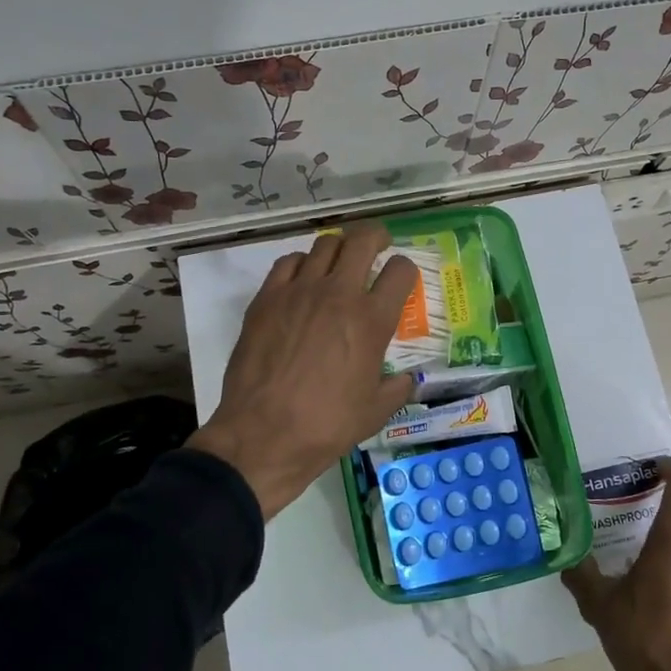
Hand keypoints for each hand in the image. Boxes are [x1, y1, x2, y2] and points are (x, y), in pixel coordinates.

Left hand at [189, 223, 418, 519]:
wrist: (264, 433)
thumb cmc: (327, 425)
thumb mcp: (375, 412)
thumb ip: (397, 388)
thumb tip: (407, 380)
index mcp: (372, 320)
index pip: (400, 271)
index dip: (406, 270)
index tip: (401, 278)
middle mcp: (339, 294)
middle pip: (362, 240)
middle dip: (376, 236)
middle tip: (378, 245)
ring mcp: (299, 291)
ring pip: (324, 245)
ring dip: (339, 248)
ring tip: (339, 261)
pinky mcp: (267, 298)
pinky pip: (288, 262)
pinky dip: (301, 264)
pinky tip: (302, 279)